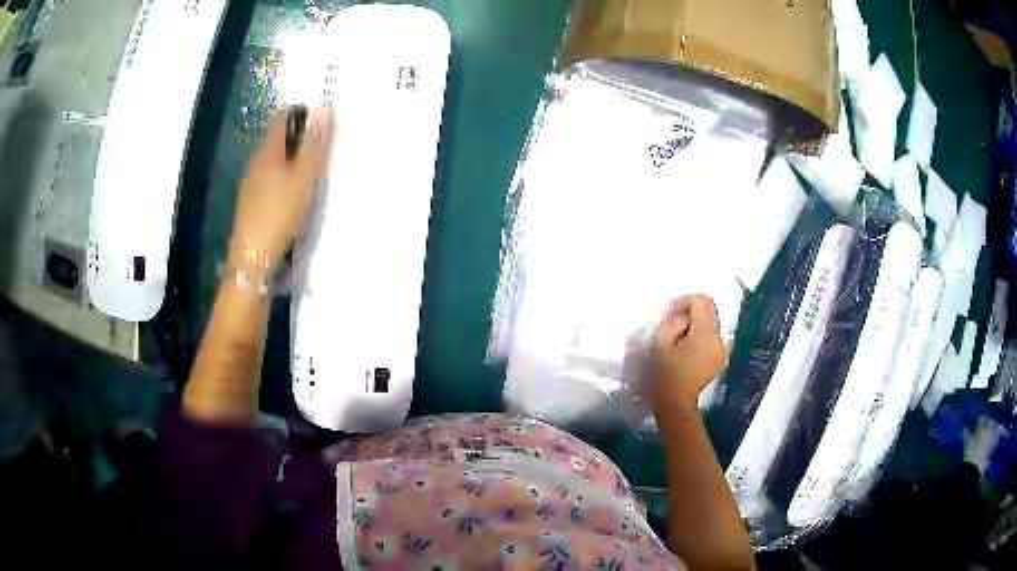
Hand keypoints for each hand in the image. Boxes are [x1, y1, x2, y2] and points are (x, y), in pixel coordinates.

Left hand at [230, 105, 334, 267]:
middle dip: (298, 137)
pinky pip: (270, 181)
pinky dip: (284, 179)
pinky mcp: (251, 205)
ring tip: (312, 170)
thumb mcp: (305, 177)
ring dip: (292, 160)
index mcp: (269, 152)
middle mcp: (257, 163)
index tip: (320, 116)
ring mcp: (251, 185)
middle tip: (323, 145)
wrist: (253, 258)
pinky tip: (294, 194)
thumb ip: (315, 144)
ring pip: (274, 162)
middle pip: (277, 140)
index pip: (281, 118)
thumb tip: (324, 107)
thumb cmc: (281, 212)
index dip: (299, 112)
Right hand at [644, 295, 728, 414]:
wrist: (675, 405)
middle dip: (690, 315)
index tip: (671, 312)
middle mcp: (720, 340)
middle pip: (709, 313)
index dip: (686, 301)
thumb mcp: (661, 344)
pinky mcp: (721, 360)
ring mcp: (723, 351)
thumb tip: (683, 315)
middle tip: (671, 327)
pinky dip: (700, 339)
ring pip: (710, 327)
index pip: (703, 302)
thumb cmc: (664, 375)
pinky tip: (686, 352)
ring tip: (678, 341)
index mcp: (706, 335)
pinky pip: (711, 340)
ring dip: (695, 327)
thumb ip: (674, 323)